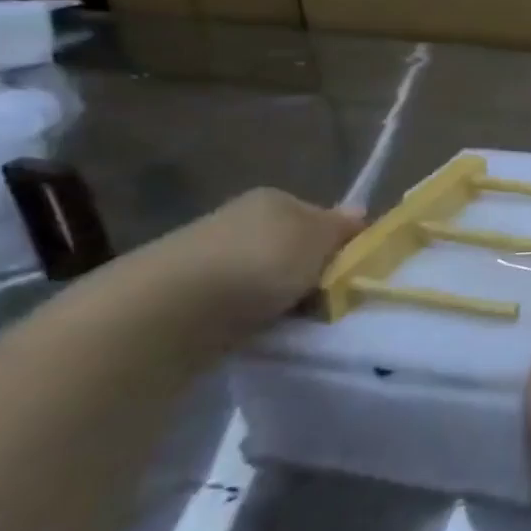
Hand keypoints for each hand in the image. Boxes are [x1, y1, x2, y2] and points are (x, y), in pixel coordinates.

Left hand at [168, 189, 362, 325]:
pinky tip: (264, 331)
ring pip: (270, 278)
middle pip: (296, 248)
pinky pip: (243, 305)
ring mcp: (214, 258)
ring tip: (299, 322)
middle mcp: (242, 221)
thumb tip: (359, 211)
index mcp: (275, 199)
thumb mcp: (318, 238)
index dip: (342, 244)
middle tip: (332, 302)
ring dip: (286, 298)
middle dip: (314, 274)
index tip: (355, 273)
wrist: (171, 310)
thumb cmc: (259, 262)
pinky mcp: (192, 297)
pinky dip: (257, 318)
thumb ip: (341, 228)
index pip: (323, 217)